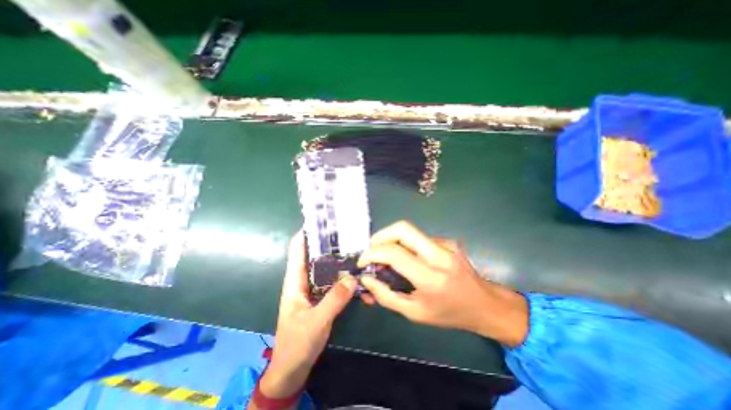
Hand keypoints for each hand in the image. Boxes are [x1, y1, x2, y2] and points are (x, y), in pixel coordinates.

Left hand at [261, 233, 359, 398]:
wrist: (293, 369)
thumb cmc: (296, 344)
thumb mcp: (315, 322)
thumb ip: (334, 300)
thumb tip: (352, 278)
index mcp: (295, 281)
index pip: (298, 249)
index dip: (308, 233)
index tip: (324, 222)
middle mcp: (305, 280)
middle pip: (316, 255)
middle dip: (330, 244)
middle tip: (349, 234)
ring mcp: (315, 288)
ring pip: (327, 268)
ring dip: (340, 261)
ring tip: (358, 252)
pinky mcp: (323, 297)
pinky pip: (335, 282)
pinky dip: (345, 279)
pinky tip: (359, 279)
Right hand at [358, 220, 528, 346]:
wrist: (486, 305)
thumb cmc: (450, 314)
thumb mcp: (415, 313)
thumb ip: (386, 296)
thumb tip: (366, 278)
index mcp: (431, 278)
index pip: (395, 253)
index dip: (372, 253)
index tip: (362, 261)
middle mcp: (439, 255)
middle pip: (403, 228)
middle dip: (380, 235)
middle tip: (372, 250)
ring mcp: (446, 244)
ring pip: (410, 231)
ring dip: (392, 240)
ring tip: (386, 257)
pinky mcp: (448, 241)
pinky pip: (419, 238)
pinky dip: (406, 245)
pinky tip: (409, 259)